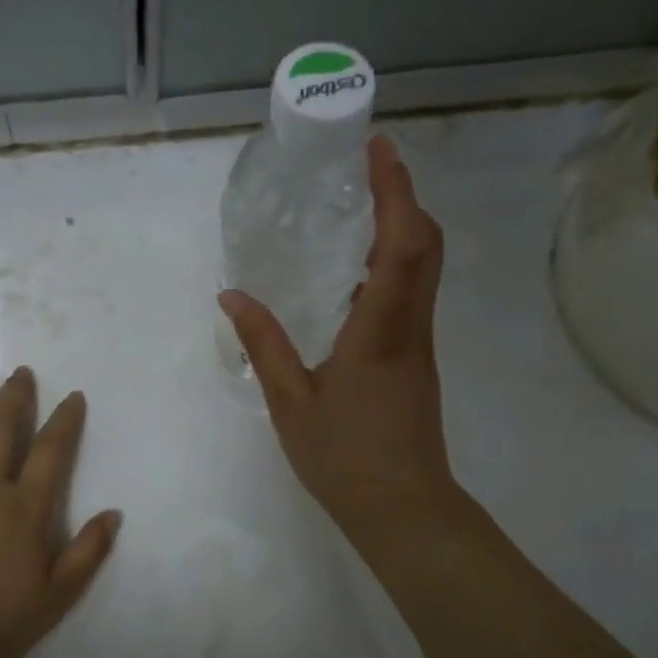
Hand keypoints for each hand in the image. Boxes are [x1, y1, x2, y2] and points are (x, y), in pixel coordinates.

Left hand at [0, 368, 121, 657]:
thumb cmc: (3, 619)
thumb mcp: (60, 592)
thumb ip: (89, 551)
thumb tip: (113, 514)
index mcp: (25, 507)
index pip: (51, 450)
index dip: (64, 420)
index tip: (73, 396)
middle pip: (0, 430)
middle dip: (13, 397)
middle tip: (19, 373)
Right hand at [220, 136, 456, 553]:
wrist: (403, 508)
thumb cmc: (345, 458)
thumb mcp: (290, 402)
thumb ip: (263, 344)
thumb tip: (232, 295)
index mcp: (380, 331)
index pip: (401, 245)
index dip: (395, 191)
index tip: (378, 149)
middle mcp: (410, 326)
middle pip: (425, 244)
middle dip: (403, 196)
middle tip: (367, 166)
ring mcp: (419, 342)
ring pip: (424, 267)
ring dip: (402, 224)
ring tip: (361, 202)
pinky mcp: (416, 356)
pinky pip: (413, 291)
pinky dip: (395, 259)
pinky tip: (357, 267)